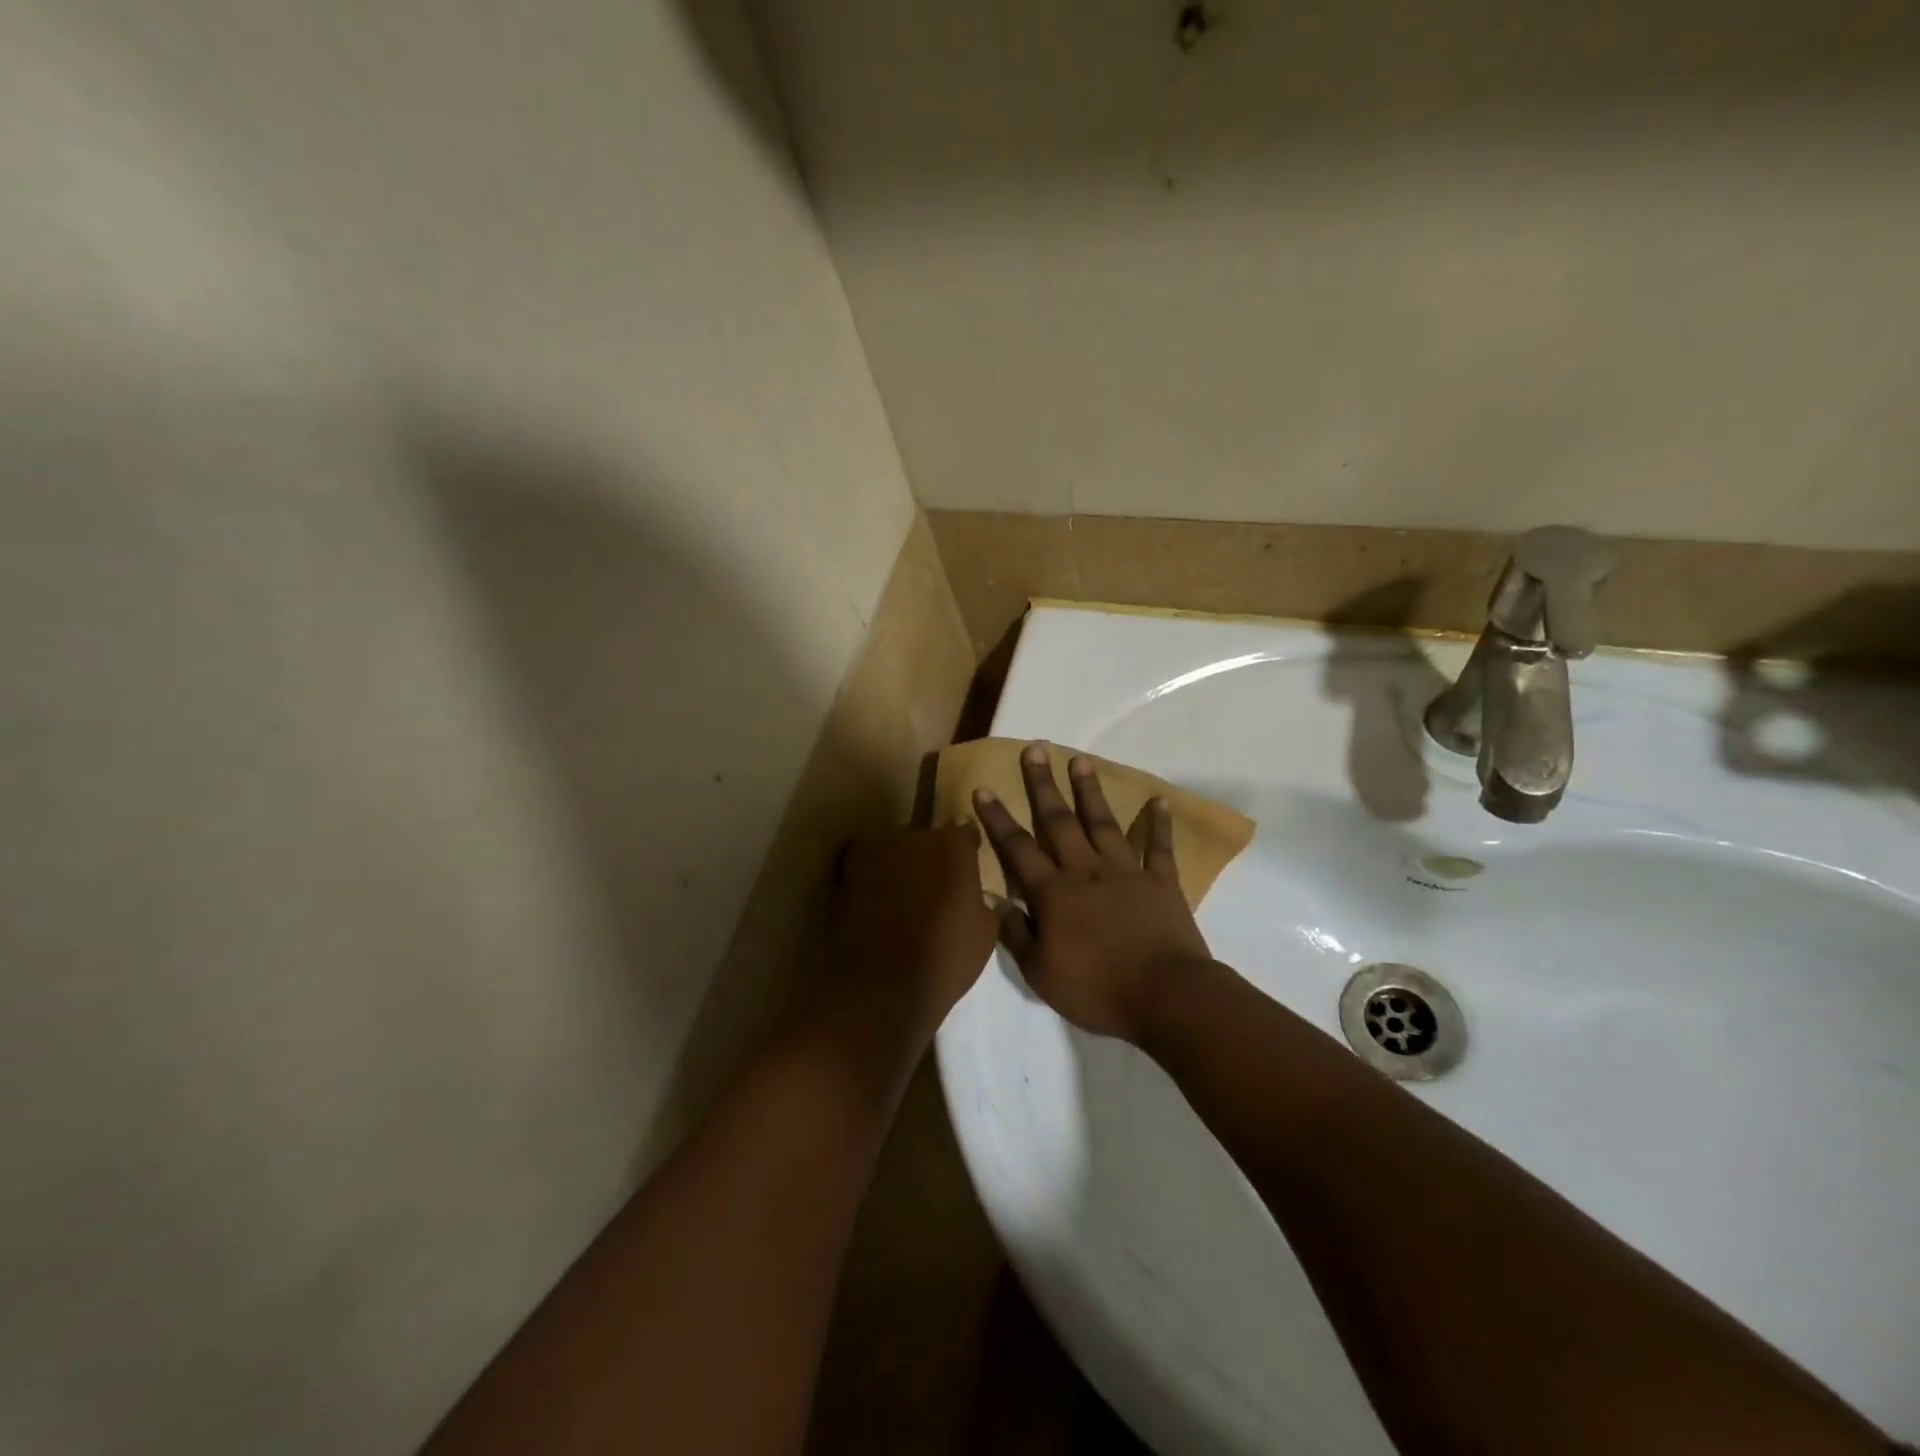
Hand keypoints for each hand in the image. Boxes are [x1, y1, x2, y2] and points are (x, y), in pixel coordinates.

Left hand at [832, 824, 998, 1044]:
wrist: (884, 987)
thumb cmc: (946, 959)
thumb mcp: (985, 931)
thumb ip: (979, 897)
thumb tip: (973, 891)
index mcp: (955, 846)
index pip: (965, 832)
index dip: (966, 850)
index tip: (965, 871)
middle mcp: (916, 836)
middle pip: (927, 838)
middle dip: (931, 857)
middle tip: (932, 889)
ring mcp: (878, 849)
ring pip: (895, 848)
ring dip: (900, 864)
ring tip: (900, 898)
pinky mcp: (848, 867)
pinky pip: (866, 861)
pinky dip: (872, 874)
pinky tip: (875, 899)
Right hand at [974, 743, 1213, 1042]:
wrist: (1166, 996)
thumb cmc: (1097, 989)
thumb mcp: (1040, 971)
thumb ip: (1014, 932)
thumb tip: (989, 898)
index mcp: (1054, 893)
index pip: (1018, 848)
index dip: (998, 819)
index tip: (984, 789)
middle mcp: (1086, 871)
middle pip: (1059, 821)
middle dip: (1043, 785)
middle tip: (1036, 749)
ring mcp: (1126, 872)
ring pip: (1103, 823)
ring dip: (1090, 791)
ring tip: (1080, 760)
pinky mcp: (1161, 882)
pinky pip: (1157, 847)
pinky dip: (1157, 824)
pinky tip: (1157, 801)